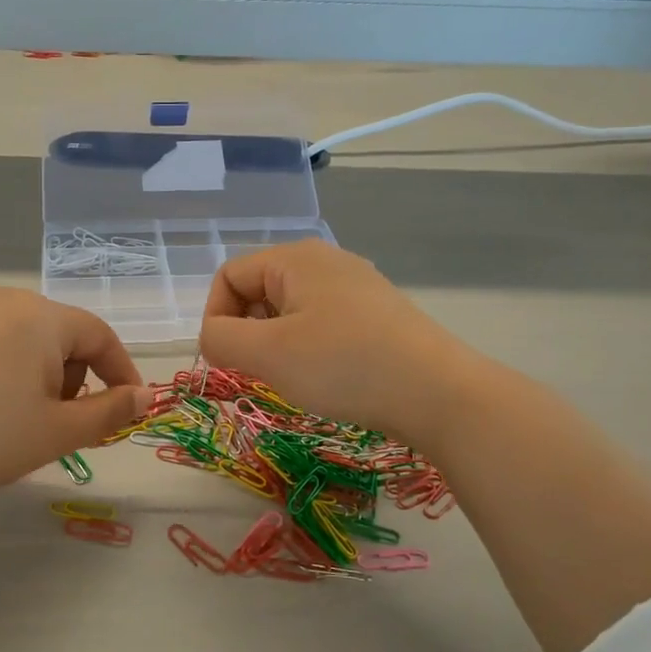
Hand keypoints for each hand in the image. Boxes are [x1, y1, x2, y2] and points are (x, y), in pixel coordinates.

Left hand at [0, 287, 152, 518]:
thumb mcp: (60, 431)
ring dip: (45, 377)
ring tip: (24, 420)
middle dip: (76, 378)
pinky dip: (12, 371)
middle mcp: (6, 299)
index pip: (100, 336)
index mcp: (40, 315)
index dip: (121, 374)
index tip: (129, 410)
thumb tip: (145, 396)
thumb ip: (111, 410)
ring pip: (31, 340)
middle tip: (62, 426)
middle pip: (65, 335)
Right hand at [199, 239, 470, 440]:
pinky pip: (321, 324)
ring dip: (276, 345)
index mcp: (295, 258)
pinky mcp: (377, 314)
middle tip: (260, 373)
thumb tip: (213, 338)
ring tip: (294, 378)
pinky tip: (327, 378)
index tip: (226, 361)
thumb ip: (220, 339)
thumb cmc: (343, 366)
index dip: (215, 318)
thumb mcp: (267, 353)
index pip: (228, 276)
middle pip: (259, 290)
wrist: (438, 393)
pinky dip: (308, 349)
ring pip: (289, 311)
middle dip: (247, 333)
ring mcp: (356, 287)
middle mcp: (326, 261)